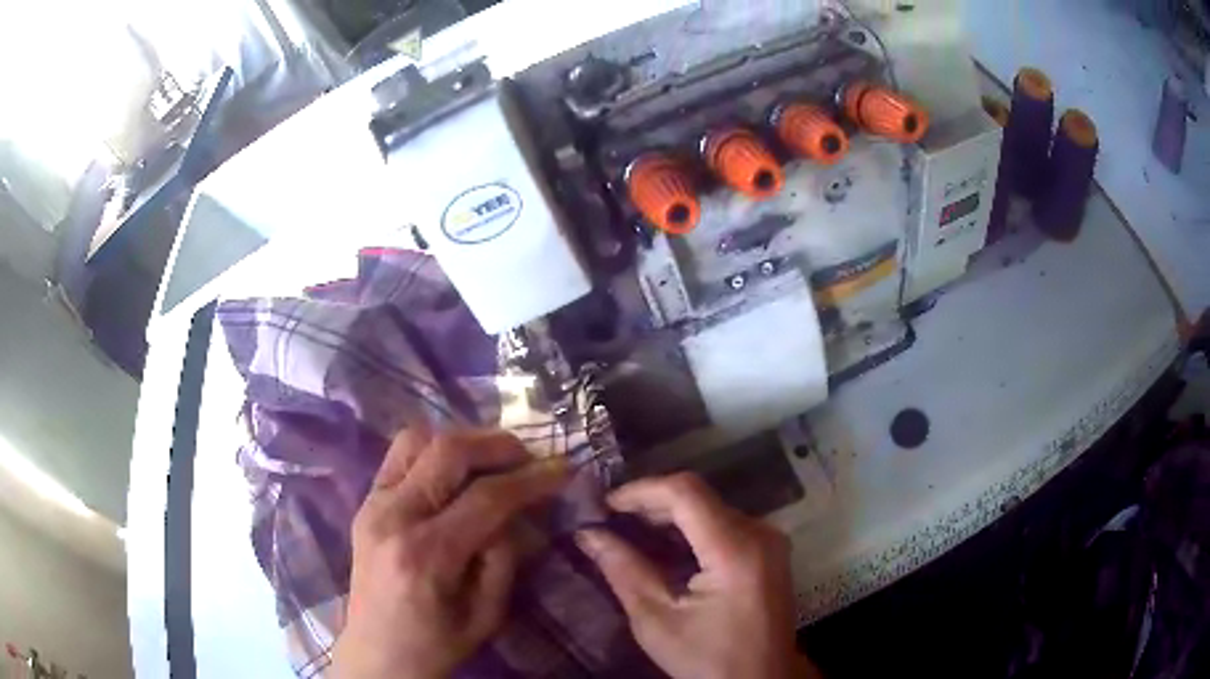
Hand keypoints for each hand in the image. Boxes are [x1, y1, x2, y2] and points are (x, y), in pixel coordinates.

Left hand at [333, 429, 567, 678]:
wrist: (377, 655)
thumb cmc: (436, 645)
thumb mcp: (487, 614)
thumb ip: (505, 557)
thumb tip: (521, 510)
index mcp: (426, 555)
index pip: (486, 497)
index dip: (531, 479)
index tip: (563, 470)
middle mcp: (393, 517)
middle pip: (448, 452)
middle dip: (498, 445)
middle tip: (530, 456)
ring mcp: (372, 503)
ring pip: (418, 439)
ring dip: (463, 439)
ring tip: (494, 459)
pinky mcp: (365, 502)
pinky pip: (400, 455)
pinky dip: (434, 449)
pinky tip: (458, 469)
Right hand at [576, 473, 817, 678]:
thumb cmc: (708, 660)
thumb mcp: (657, 622)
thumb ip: (624, 571)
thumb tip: (588, 534)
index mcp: (736, 551)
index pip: (686, 493)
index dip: (641, 491)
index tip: (603, 505)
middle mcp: (760, 534)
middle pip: (699, 496)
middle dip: (650, 503)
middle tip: (609, 520)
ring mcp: (769, 540)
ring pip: (711, 507)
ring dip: (669, 515)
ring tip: (627, 530)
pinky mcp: (769, 551)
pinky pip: (724, 523)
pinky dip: (690, 528)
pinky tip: (663, 545)